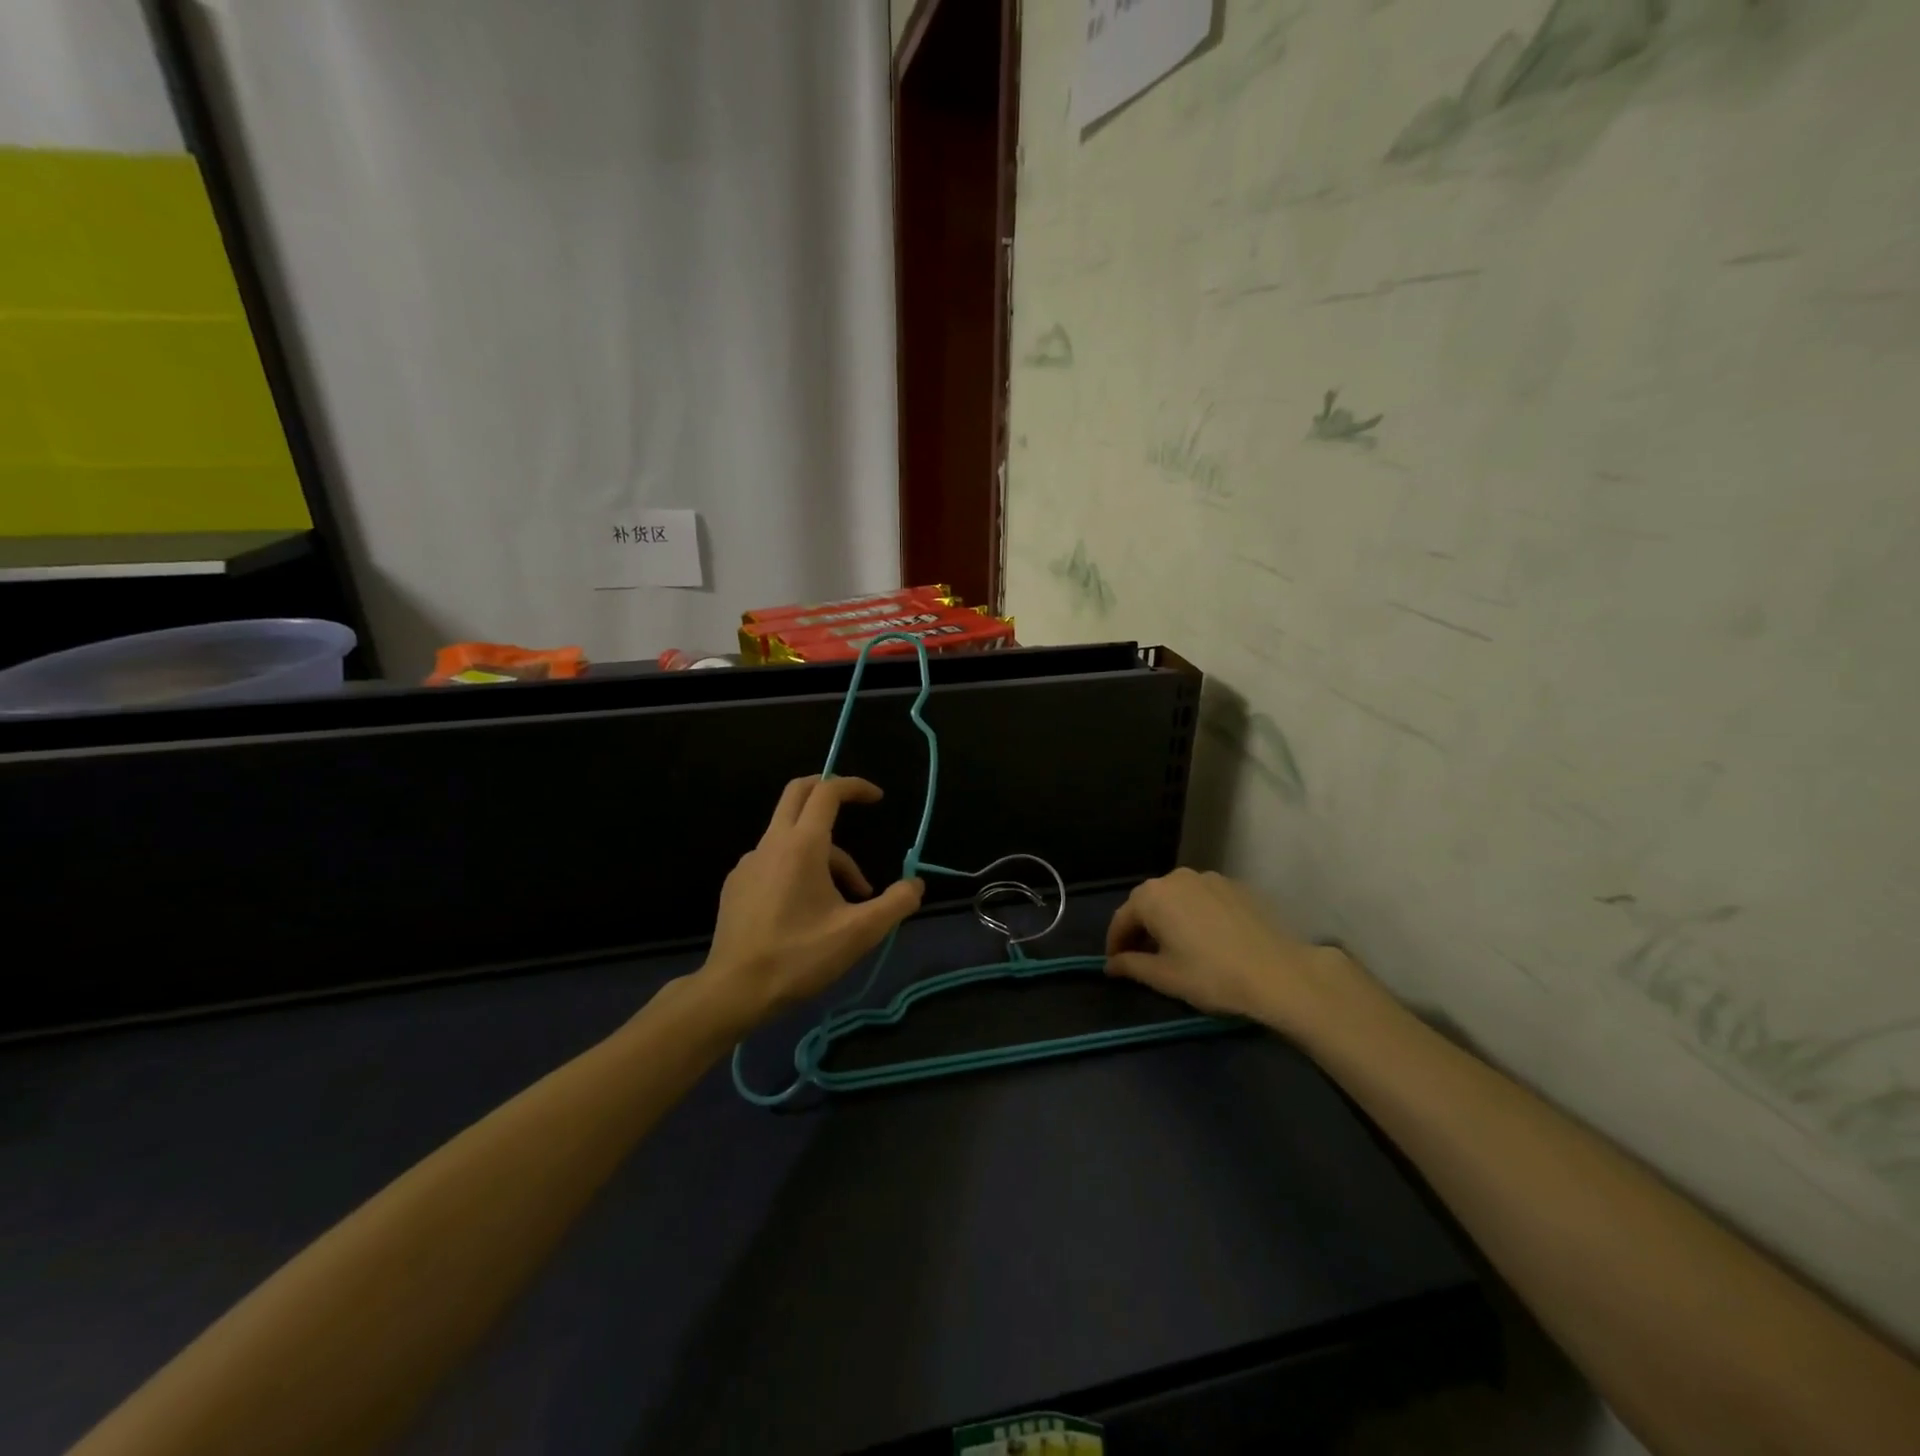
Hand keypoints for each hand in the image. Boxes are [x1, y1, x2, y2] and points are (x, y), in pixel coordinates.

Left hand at [694, 776, 923, 1030]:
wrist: (733, 991)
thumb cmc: (798, 957)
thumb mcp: (859, 934)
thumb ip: (895, 904)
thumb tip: (916, 884)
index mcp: (802, 845)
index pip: (828, 792)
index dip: (855, 786)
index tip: (878, 798)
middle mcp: (771, 843)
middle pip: (799, 794)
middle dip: (829, 792)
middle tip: (855, 806)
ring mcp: (749, 863)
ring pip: (791, 837)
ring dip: (825, 853)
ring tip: (849, 899)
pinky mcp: (737, 885)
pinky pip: (774, 860)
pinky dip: (799, 868)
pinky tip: (809, 908)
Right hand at [1104, 868, 1359, 1033]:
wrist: (1280, 974)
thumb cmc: (1212, 976)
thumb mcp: (1165, 977)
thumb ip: (1131, 966)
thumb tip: (1111, 964)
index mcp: (1152, 896)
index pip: (1122, 918)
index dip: (1115, 943)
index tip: (1114, 965)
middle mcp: (1176, 878)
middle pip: (1148, 903)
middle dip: (1140, 928)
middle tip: (1142, 957)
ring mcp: (1208, 878)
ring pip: (1176, 898)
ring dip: (1168, 919)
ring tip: (1175, 947)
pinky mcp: (1235, 887)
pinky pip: (1202, 899)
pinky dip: (1195, 915)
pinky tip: (1206, 938)